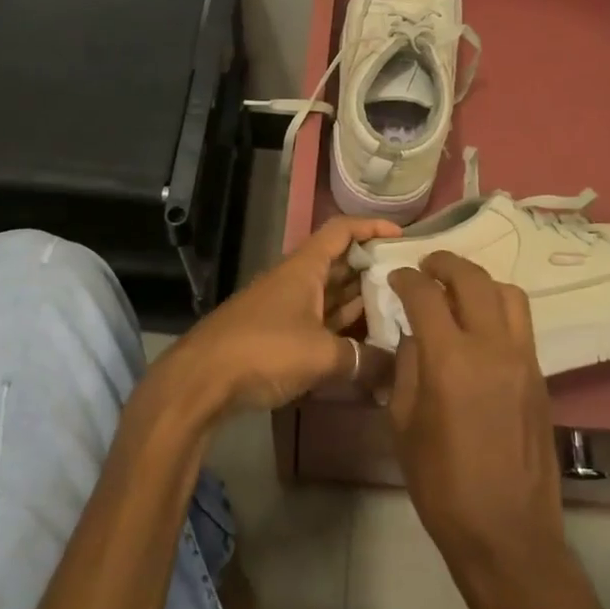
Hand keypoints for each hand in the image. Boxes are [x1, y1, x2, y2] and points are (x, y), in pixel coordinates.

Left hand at [164, 215, 398, 413]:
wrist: (201, 381)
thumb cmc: (264, 349)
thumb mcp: (321, 355)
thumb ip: (362, 360)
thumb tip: (395, 372)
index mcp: (305, 267)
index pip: (341, 230)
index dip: (372, 227)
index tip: (402, 236)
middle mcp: (295, 279)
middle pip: (339, 263)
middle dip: (372, 268)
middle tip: (408, 282)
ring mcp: (284, 307)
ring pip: (329, 295)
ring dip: (358, 301)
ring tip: (396, 311)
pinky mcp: (276, 335)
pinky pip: (318, 322)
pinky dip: (341, 328)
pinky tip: (363, 345)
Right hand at [386, 253, 568, 604]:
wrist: (508, 533)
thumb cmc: (442, 484)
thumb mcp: (404, 424)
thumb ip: (408, 367)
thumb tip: (414, 334)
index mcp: (451, 359)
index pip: (426, 294)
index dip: (407, 279)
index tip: (396, 278)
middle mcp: (492, 346)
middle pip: (472, 278)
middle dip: (445, 263)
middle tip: (427, 268)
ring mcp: (523, 358)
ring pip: (507, 292)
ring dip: (479, 281)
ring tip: (458, 291)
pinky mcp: (541, 374)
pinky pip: (521, 321)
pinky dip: (499, 307)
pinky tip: (481, 326)